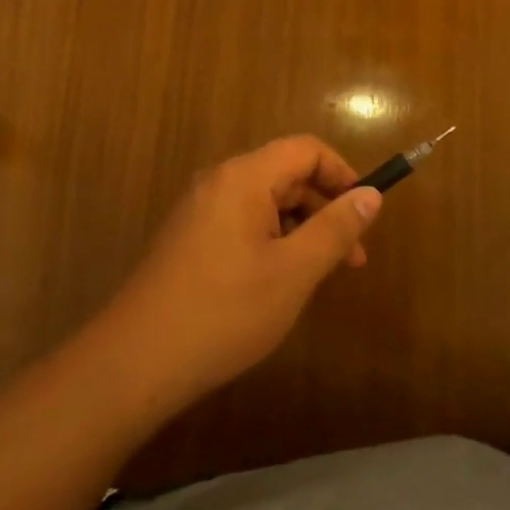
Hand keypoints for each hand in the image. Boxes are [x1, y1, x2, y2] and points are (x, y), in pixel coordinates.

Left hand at [101, 136, 381, 405]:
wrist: (137, 360)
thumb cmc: (226, 311)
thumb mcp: (294, 271)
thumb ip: (335, 229)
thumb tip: (372, 194)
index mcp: (244, 177)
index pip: (306, 149)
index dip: (342, 174)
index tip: (365, 214)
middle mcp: (219, 181)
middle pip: (286, 174)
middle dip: (324, 209)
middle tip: (351, 259)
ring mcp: (199, 210)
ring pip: (265, 202)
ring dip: (300, 229)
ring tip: (318, 277)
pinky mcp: (189, 238)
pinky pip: (242, 222)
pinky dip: (272, 241)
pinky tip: (278, 284)